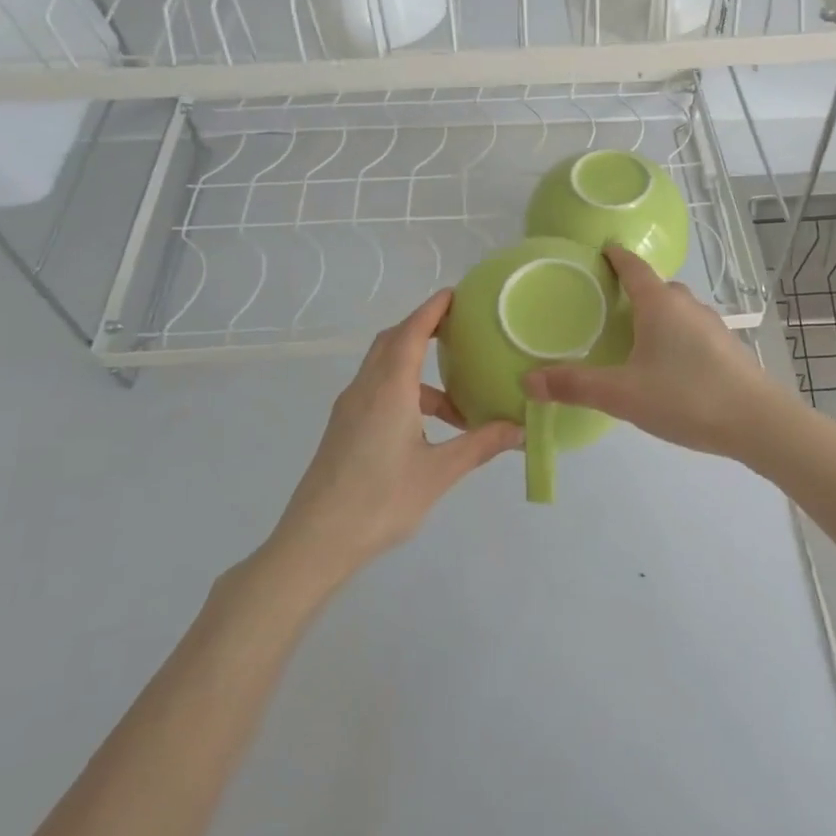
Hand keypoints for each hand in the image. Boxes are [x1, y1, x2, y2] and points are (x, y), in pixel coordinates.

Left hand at [269, 291, 520, 585]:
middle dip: (423, 328)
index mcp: (388, 389)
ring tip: (457, 397)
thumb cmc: (379, 501)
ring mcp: (350, 409)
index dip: (433, 309)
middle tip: (460, 330)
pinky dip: (405, 391)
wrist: (314, 542)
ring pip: (384, 369)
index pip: (411, 332)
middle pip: (392, 342)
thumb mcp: (438, 473)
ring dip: (417, 369)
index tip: (457, 293)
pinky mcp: (344, 429)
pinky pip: (377, 391)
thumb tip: (520, 428)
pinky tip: (428, 426)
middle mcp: (365, 389)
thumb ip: (480, 445)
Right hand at [524, 245, 793, 457]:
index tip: (601, 249)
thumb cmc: (686, 397)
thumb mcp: (623, 394)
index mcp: (660, 304)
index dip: (615, 256)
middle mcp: (688, 306)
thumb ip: (575, 386)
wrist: (758, 422)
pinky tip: (668, 364)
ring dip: (656, 313)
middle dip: (633, 288)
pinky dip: (674, 335)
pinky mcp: (727, 348)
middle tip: (607, 303)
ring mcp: (712, 326)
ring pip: (677, 310)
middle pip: (657, 287)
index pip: (634, 267)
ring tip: (634, 335)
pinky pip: (692, 330)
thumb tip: (528, 380)